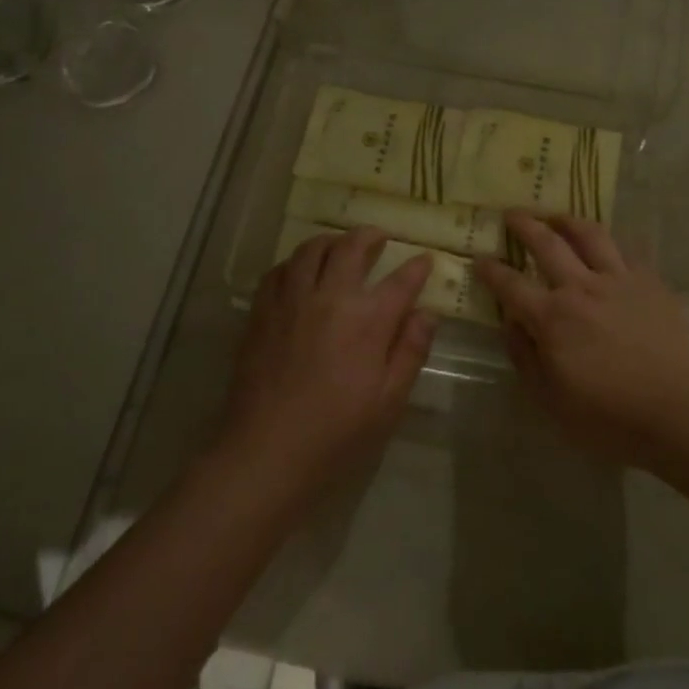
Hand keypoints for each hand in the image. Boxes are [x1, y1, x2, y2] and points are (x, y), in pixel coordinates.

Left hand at [219, 228, 434, 495]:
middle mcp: (330, 297)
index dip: (417, 267)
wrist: (265, 452)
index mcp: (367, 320)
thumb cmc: (336, 434)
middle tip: (379, 237)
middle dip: (369, 236)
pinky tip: (299, 272)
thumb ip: (410, 351)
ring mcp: (292, 300)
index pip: (401, 281)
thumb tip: (427, 313)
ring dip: (331, 241)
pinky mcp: (262, 311)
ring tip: (340, 246)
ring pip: (311, 250)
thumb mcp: (389, 402)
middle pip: (351, 247)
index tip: (425, 260)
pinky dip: (294, 262)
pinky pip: (279, 270)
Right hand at [475, 213, 688, 467]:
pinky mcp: (649, 281)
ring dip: (566, 220)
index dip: (491, 270)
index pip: (511, 285)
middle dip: (524, 225)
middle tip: (511, 214)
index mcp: (552, 318)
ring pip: (588, 234)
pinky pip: (627, 248)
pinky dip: (611, 240)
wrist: (681, 408)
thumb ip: (525, 358)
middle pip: (546, 243)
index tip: (479, 258)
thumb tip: (510, 323)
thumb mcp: (552, 401)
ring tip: (556, 216)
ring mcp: (618, 279)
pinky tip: (606, 241)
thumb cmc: (611, 417)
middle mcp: (580, 287)